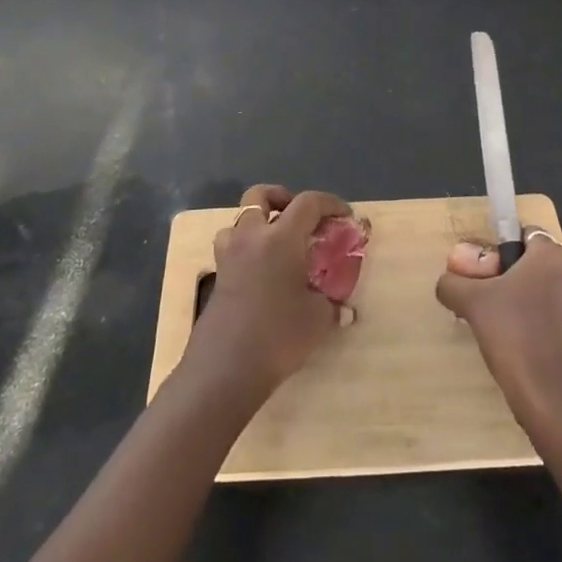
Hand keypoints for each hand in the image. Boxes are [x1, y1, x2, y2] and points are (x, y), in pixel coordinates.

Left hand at [184, 185, 350, 398]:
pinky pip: (231, 247)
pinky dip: (246, 248)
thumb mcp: (317, 319)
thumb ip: (332, 305)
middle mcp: (251, 236)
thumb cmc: (278, 334)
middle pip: (260, 194)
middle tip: (299, 218)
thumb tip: (344, 310)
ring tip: (276, 244)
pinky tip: (260, 273)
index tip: (344, 215)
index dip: (329, 203)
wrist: (226, 367)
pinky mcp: (217, 276)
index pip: (308, 202)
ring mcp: (229, 255)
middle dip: (282, 198)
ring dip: (258, 222)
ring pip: (239, 219)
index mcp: (281, 237)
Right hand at [436, 229, 561, 429]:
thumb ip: (453, 284)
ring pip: (548, 293)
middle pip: (535, 265)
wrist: (556, 402)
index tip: (483, 276)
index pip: (523, 235)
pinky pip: (559, 319)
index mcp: (555, 256)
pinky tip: (521, 348)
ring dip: (525, 302)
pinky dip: (541, 326)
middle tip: (486, 302)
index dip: (499, 252)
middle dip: (510, 278)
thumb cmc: (515, 335)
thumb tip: (447, 282)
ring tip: (500, 328)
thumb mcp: (471, 303)